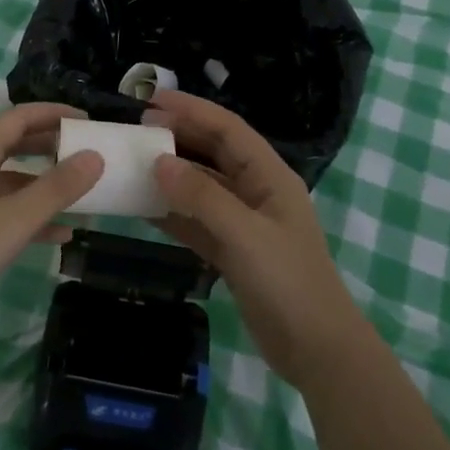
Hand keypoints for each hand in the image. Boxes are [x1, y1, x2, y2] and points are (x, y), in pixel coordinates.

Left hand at [0, 103, 103, 342]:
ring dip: (44, 186)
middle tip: (87, 152)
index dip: (53, 114)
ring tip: (81, 196)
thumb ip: (56, 188)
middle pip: (12, 146)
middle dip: (50, 147)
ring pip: (9, 182)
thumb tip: (95, 156)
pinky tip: (58, 236)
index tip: (89, 122)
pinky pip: (1, 213)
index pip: (18, 119)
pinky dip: (29, 217)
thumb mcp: (13, 220)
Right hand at [147, 91, 367, 389]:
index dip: (193, 110)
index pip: (228, 130)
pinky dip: (172, 213)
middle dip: (179, 137)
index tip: (152, 100)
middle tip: (137, 130)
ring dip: (171, 175)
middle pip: (214, 154)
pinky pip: (196, 222)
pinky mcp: (232, 251)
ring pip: (202, 188)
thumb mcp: (244, 234)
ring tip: (133, 163)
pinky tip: (142, 208)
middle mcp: (257, 192)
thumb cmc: (288, 282)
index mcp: (270, 177)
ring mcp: (244, 223)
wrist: (315, 349)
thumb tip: (160, 161)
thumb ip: (202, 196)